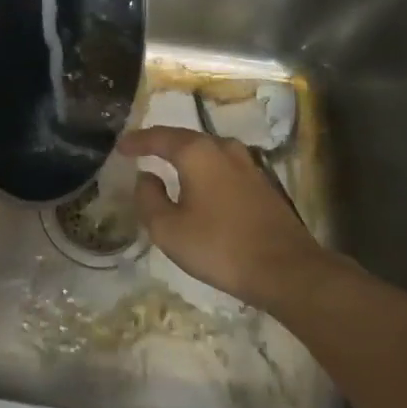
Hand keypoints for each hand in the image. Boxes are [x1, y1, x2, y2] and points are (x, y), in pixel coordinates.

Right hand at [118, 126, 327, 316]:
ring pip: (208, 152)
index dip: (137, 141)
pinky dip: (205, 170)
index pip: (159, 137)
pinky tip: (200, 186)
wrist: (287, 270)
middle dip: (162, 144)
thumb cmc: (220, 246)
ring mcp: (248, 164)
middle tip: (141, 151)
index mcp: (197, 152)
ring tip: (168, 165)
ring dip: (186, 156)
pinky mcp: (263, 184)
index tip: (120, 147)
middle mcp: (223, 148)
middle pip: (185, 139)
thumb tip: (146, 178)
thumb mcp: (168, 229)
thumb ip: (149, 199)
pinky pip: (223, 167)